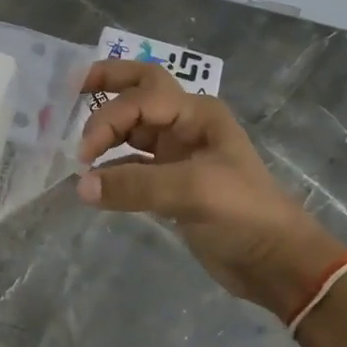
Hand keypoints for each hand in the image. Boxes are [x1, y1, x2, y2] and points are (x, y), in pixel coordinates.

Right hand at [76, 61, 344, 309]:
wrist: (275, 262)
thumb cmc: (243, 214)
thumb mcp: (193, 192)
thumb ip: (135, 185)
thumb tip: (81, 185)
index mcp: (197, 114)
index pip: (141, 98)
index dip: (108, 119)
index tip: (85, 153)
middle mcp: (185, 125)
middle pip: (140, 90)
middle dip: (108, 83)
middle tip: (72, 87)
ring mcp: (178, 154)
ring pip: (133, 128)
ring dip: (107, 132)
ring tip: (78, 146)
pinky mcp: (170, 183)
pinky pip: (132, 165)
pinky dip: (111, 169)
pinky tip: (92, 182)